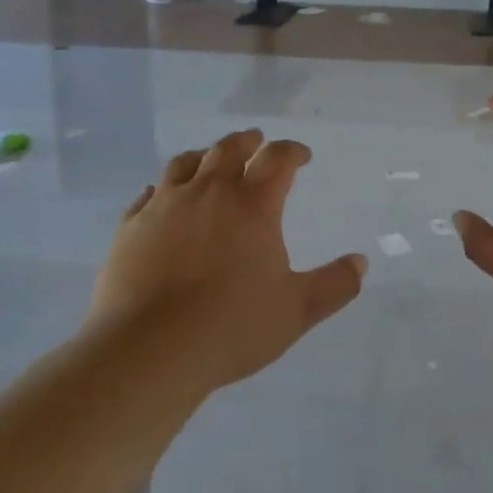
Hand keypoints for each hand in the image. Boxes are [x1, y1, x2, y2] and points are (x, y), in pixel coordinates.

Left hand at [88, 130, 367, 392]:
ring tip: (210, 159)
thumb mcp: (296, 311)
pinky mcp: (131, 226)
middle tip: (256, 142)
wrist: (148, 350)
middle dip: (248, 142)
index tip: (302, 156)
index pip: (278, 159)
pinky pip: (147, 194)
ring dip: (204, 156)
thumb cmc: (231, 327)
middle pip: (229, 148)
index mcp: (253, 204)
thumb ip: (334, 285)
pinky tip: (162, 196)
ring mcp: (164, 205)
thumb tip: (361, 262)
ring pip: (185, 163)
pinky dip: (162, 188)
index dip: (293, 151)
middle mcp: (209, 192)